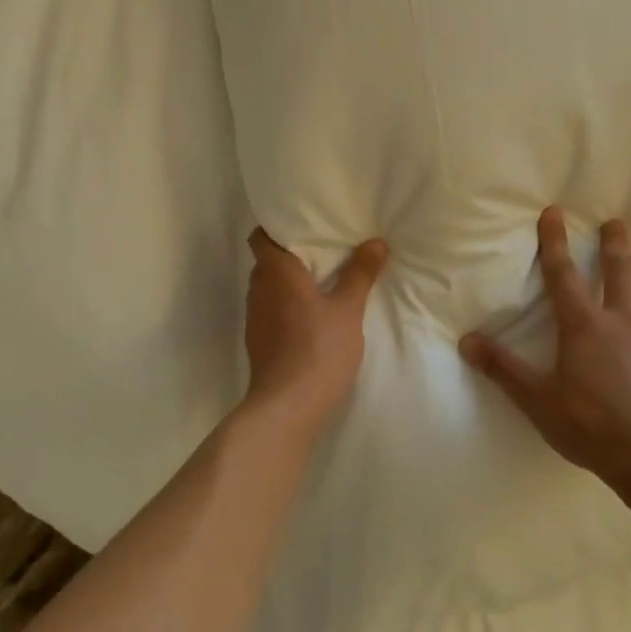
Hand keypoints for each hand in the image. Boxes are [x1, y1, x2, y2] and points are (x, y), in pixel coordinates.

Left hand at [243, 229, 388, 425]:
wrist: (287, 407)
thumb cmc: (318, 350)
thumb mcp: (348, 310)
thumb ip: (360, 274)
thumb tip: (375, 241)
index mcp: (276, 273)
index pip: (260, 238)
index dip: (274, 228)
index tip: (300, 224)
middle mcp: (259, 290)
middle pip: (266, 262)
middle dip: (288, 255)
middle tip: (319, 251)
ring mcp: (254, 318)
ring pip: (268, 288)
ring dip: (287, 283)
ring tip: (318, 282)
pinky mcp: (257, 342)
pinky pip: (269, 311)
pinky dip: (285, 306)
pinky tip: (308, 317)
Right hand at [461, 208, 630, 487]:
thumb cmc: (594, 427)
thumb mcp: (539, 402)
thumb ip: (504, 369)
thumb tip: (466, 340)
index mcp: (584, 327)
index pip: (564, 275)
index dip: (555, 242)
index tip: (554, 212)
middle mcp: (621, 323)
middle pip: (619, 272)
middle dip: (614, 244)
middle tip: (615, 222)